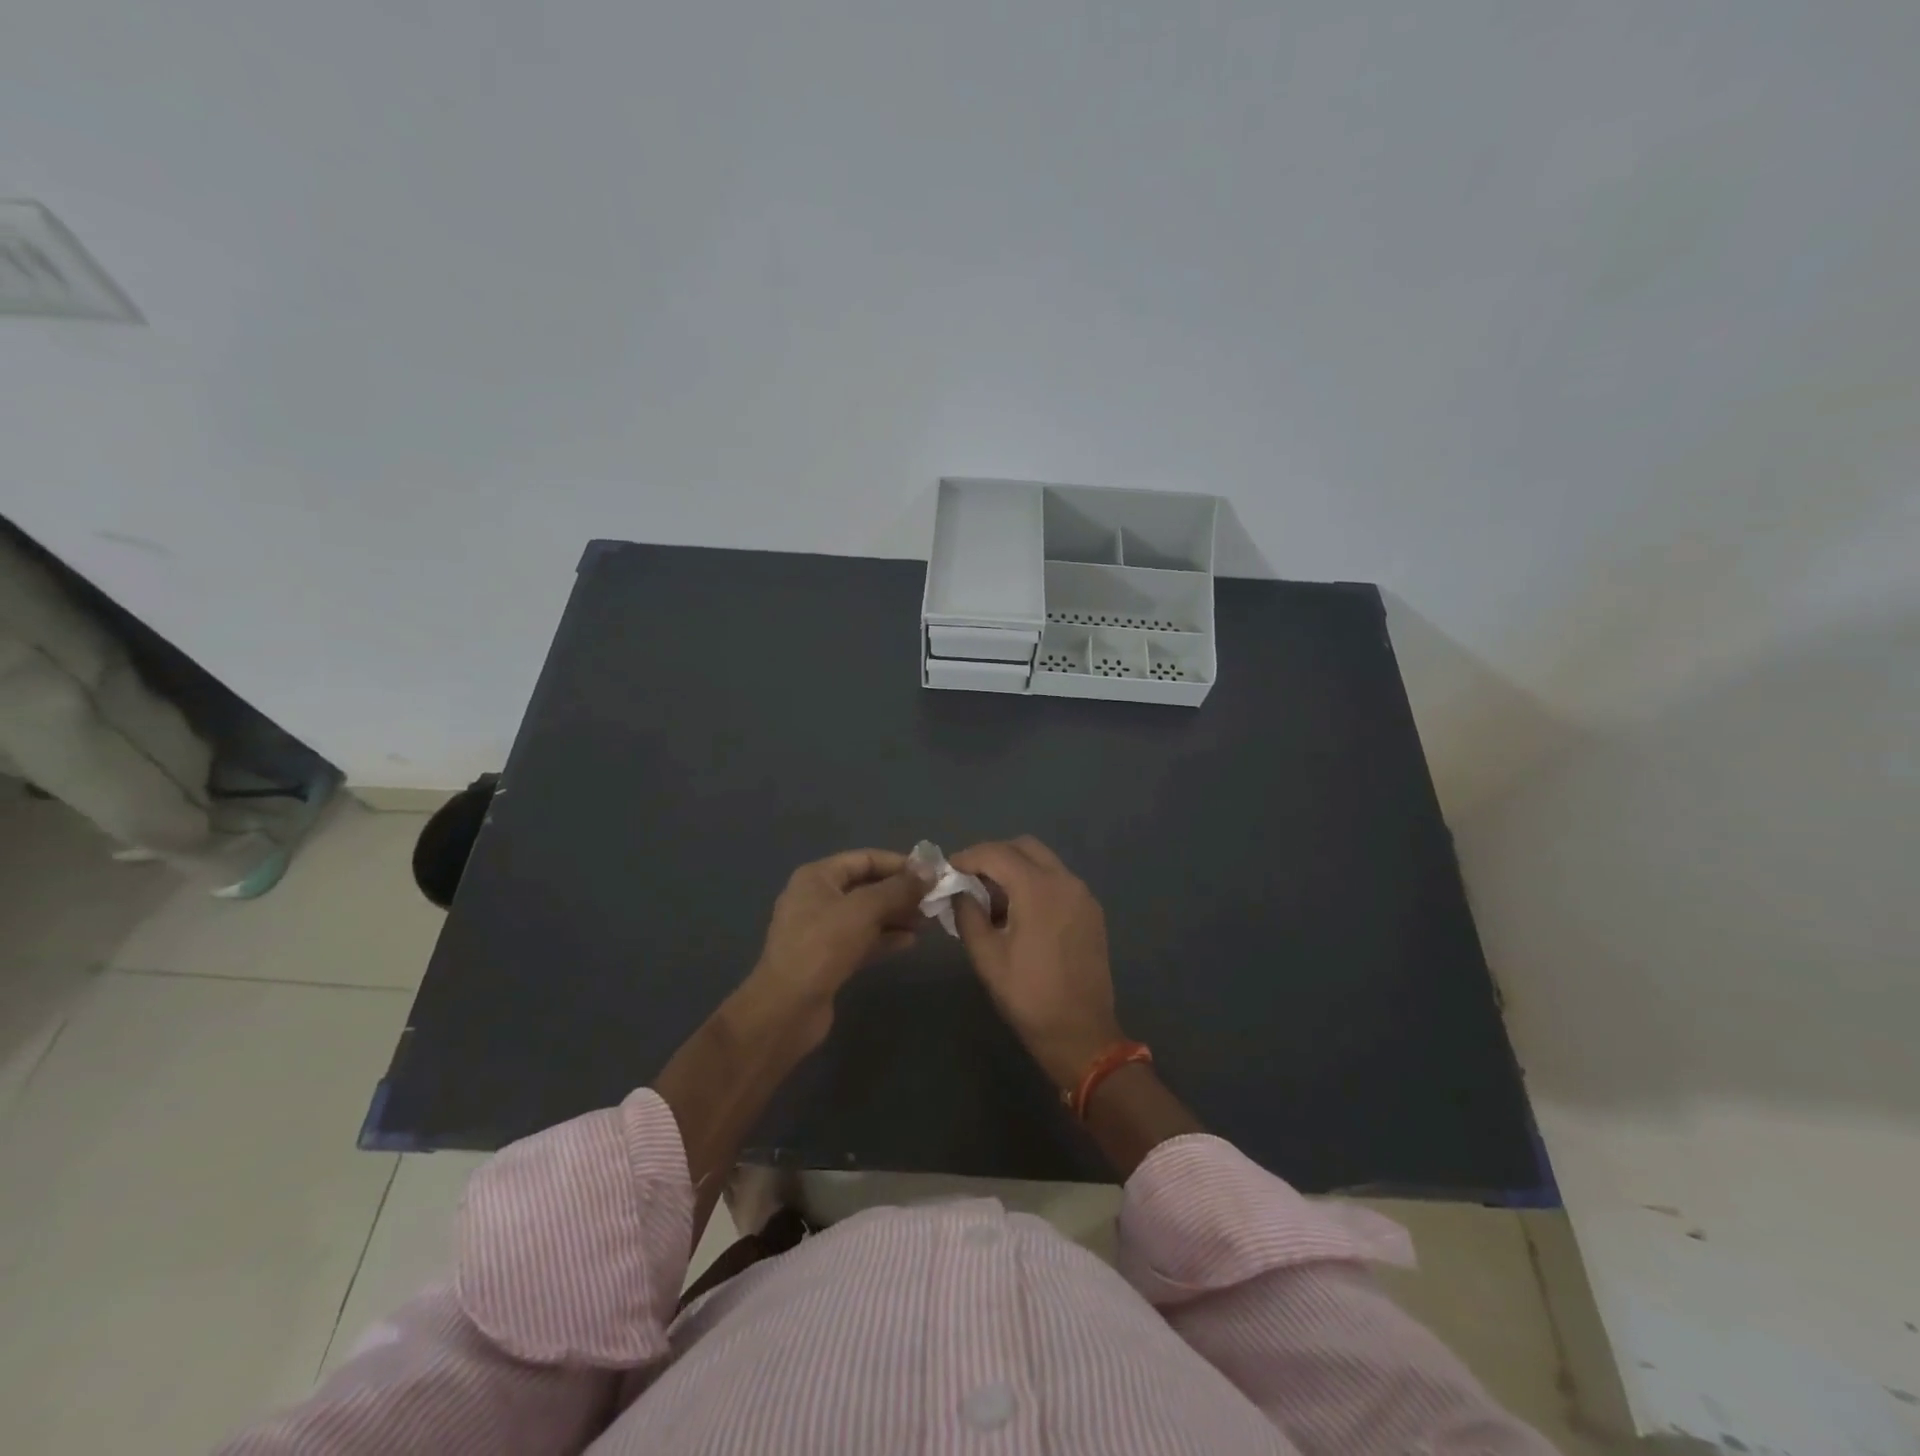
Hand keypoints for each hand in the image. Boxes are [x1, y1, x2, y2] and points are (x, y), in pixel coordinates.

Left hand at [744, 848, 927, 1051]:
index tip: (931, 874)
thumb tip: (929, 871)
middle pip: (867, 886)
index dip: (899, 863)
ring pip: (867, 915)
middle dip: (901, 892)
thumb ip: (899, 888)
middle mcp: (817, 898)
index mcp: (817, 877)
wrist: (787, 1008)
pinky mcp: (828, 958)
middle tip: (934, 900)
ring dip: (897, 915)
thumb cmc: (823, 946)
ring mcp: (821, 930)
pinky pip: (862, 939)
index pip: (865, 859)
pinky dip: (885, 937)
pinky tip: (911, 942)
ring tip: (928, 921)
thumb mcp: (864, 909)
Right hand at [950, 837, 1124, 1087]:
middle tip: (970, 879)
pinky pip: (1058, 881)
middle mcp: (1065, 881)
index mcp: (1038, 889)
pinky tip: (1020, 914)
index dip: (968, 857)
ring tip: (993, 900)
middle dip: (994, 856)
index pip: (996, 854)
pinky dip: (1036, 883)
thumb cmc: (1028, 996)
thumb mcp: (987, 957)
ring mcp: (1083, 895)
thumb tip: (958, 892)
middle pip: (1024, 847)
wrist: (1081, 1033)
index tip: (949, 870)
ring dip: (1016, 869)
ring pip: (1044, 862)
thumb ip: (967, 915)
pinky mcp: (1091, 911)